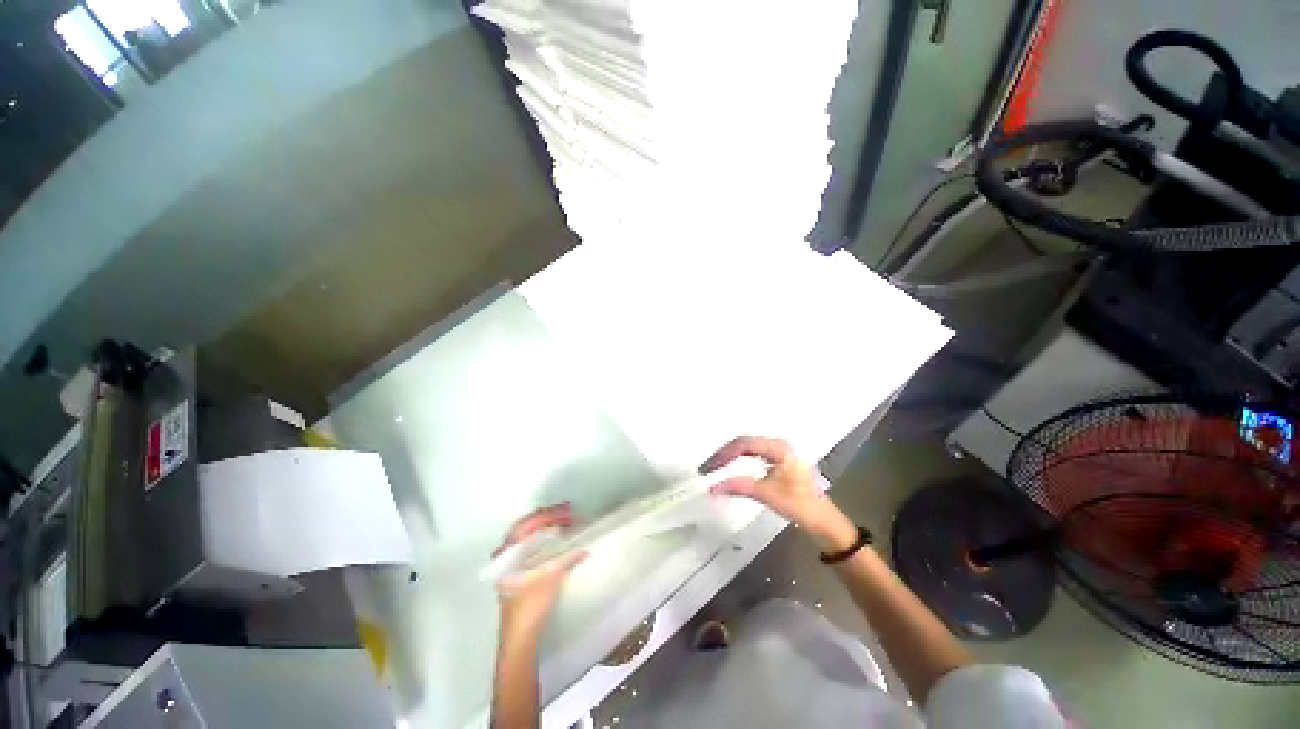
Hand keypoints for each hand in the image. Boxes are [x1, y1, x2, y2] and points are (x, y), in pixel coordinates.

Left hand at [494, 504, 586, 635]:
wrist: (519, 640)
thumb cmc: (530, 607)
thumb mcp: (552, 579)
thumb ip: (568, 560)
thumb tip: (585, 549)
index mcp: (508, 554)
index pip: (527, 524)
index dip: (549, 515)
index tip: (568, 512)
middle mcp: (504, 556)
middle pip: (526, 526)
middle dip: (547, 517)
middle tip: (568, 513)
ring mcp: (508, 565)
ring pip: (527, 536)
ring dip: (545, 527)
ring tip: (564, 522)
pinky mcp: (515, 573)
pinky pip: (529, 546)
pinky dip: (542, 538)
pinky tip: (555, 540)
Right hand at [702, 436, 856, 552]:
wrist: (824, 521)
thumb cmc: (799, 505)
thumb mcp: (767, 495)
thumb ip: (739, 487)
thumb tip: (711, 488)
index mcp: (778, 447)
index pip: (743, 444)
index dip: (723, 454)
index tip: (709, 468)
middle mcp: (777, 444)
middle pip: (744, 442)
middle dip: (724, 454)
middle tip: (708, 468)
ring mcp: (778, 451)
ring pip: (748, 447)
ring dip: (731, 456)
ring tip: (715, 467)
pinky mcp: (778, 460)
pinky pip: (753, 453)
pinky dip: (739, 459)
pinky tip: (731, 467)